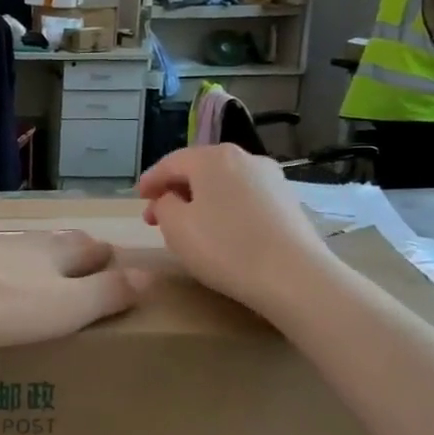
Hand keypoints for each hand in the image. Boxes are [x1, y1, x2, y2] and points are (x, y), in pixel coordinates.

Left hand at [0, 232, 147, 349]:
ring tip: (39, 265)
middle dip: (72, 248)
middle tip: (83, 254)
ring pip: (20, 247)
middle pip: (56, 241)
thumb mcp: (68, 307)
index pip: (89, 250)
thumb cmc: (7, 305)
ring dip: (34, 254)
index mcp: (56, 254)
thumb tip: (149, 275)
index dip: (104, 255)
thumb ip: (107, 293)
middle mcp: (23, 243)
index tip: (113, 257)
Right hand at [137, 146, 334, 313]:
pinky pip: (245, 199)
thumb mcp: (176, 227)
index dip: (150, 180)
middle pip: (200, 170)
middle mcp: (244, 158)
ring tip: (189, 226)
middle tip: (157, 216)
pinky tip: (222, 232)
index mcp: (212, 157)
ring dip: (202, 200)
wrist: (294, 277)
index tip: (138, 198)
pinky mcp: (288, 202)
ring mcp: (271, 179)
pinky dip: (226, 209)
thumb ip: (164, 205)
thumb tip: (170, 199)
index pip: (171, 163)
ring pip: (224, 184)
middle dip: (176, 190)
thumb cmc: (225, 247)